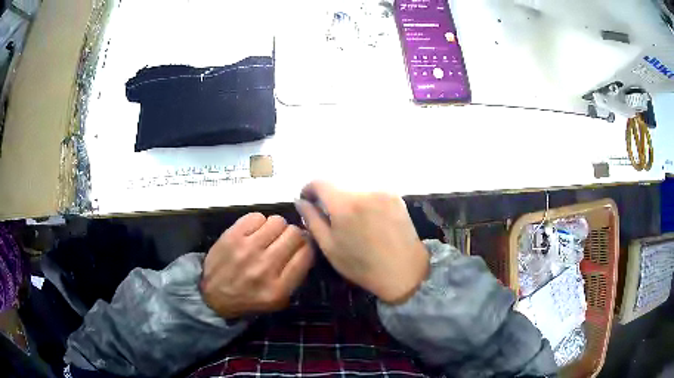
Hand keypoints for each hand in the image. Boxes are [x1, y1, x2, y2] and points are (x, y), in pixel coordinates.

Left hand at [201, 213, 313, 318]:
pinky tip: (253, 233)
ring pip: (277, 221)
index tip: (302, 247)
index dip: (308, 246)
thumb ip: (296, 276)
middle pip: (294, 234)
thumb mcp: (279, 300)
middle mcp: (265, 266)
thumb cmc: (249, 299)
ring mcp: (247, 249)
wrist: (213, 295)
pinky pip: (257, 216)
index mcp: (279, 287)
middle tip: (285, 241)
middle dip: (294, 236)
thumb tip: (306, 246)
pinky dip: (258, 223)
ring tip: (268, 237)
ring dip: (277, 228)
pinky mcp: (232, 236)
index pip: (307, 253)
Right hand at [295, 182, 428, 303]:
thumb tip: (300, 201)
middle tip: (330, 218)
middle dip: (329, 198)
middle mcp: (364, 190)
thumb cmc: (361, 265)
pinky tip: (369, 221)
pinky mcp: (396, 196)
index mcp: (345, 203)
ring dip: (348, 200)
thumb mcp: (329, 246)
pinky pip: (372, 193)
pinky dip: (364, 202)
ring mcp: (383, 191)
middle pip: (338, 185)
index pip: (319, 182)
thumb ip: (312, 219)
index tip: (307, 201)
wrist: (404, 271)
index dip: (309, 189)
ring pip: (355, 189)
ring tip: (353, 223)